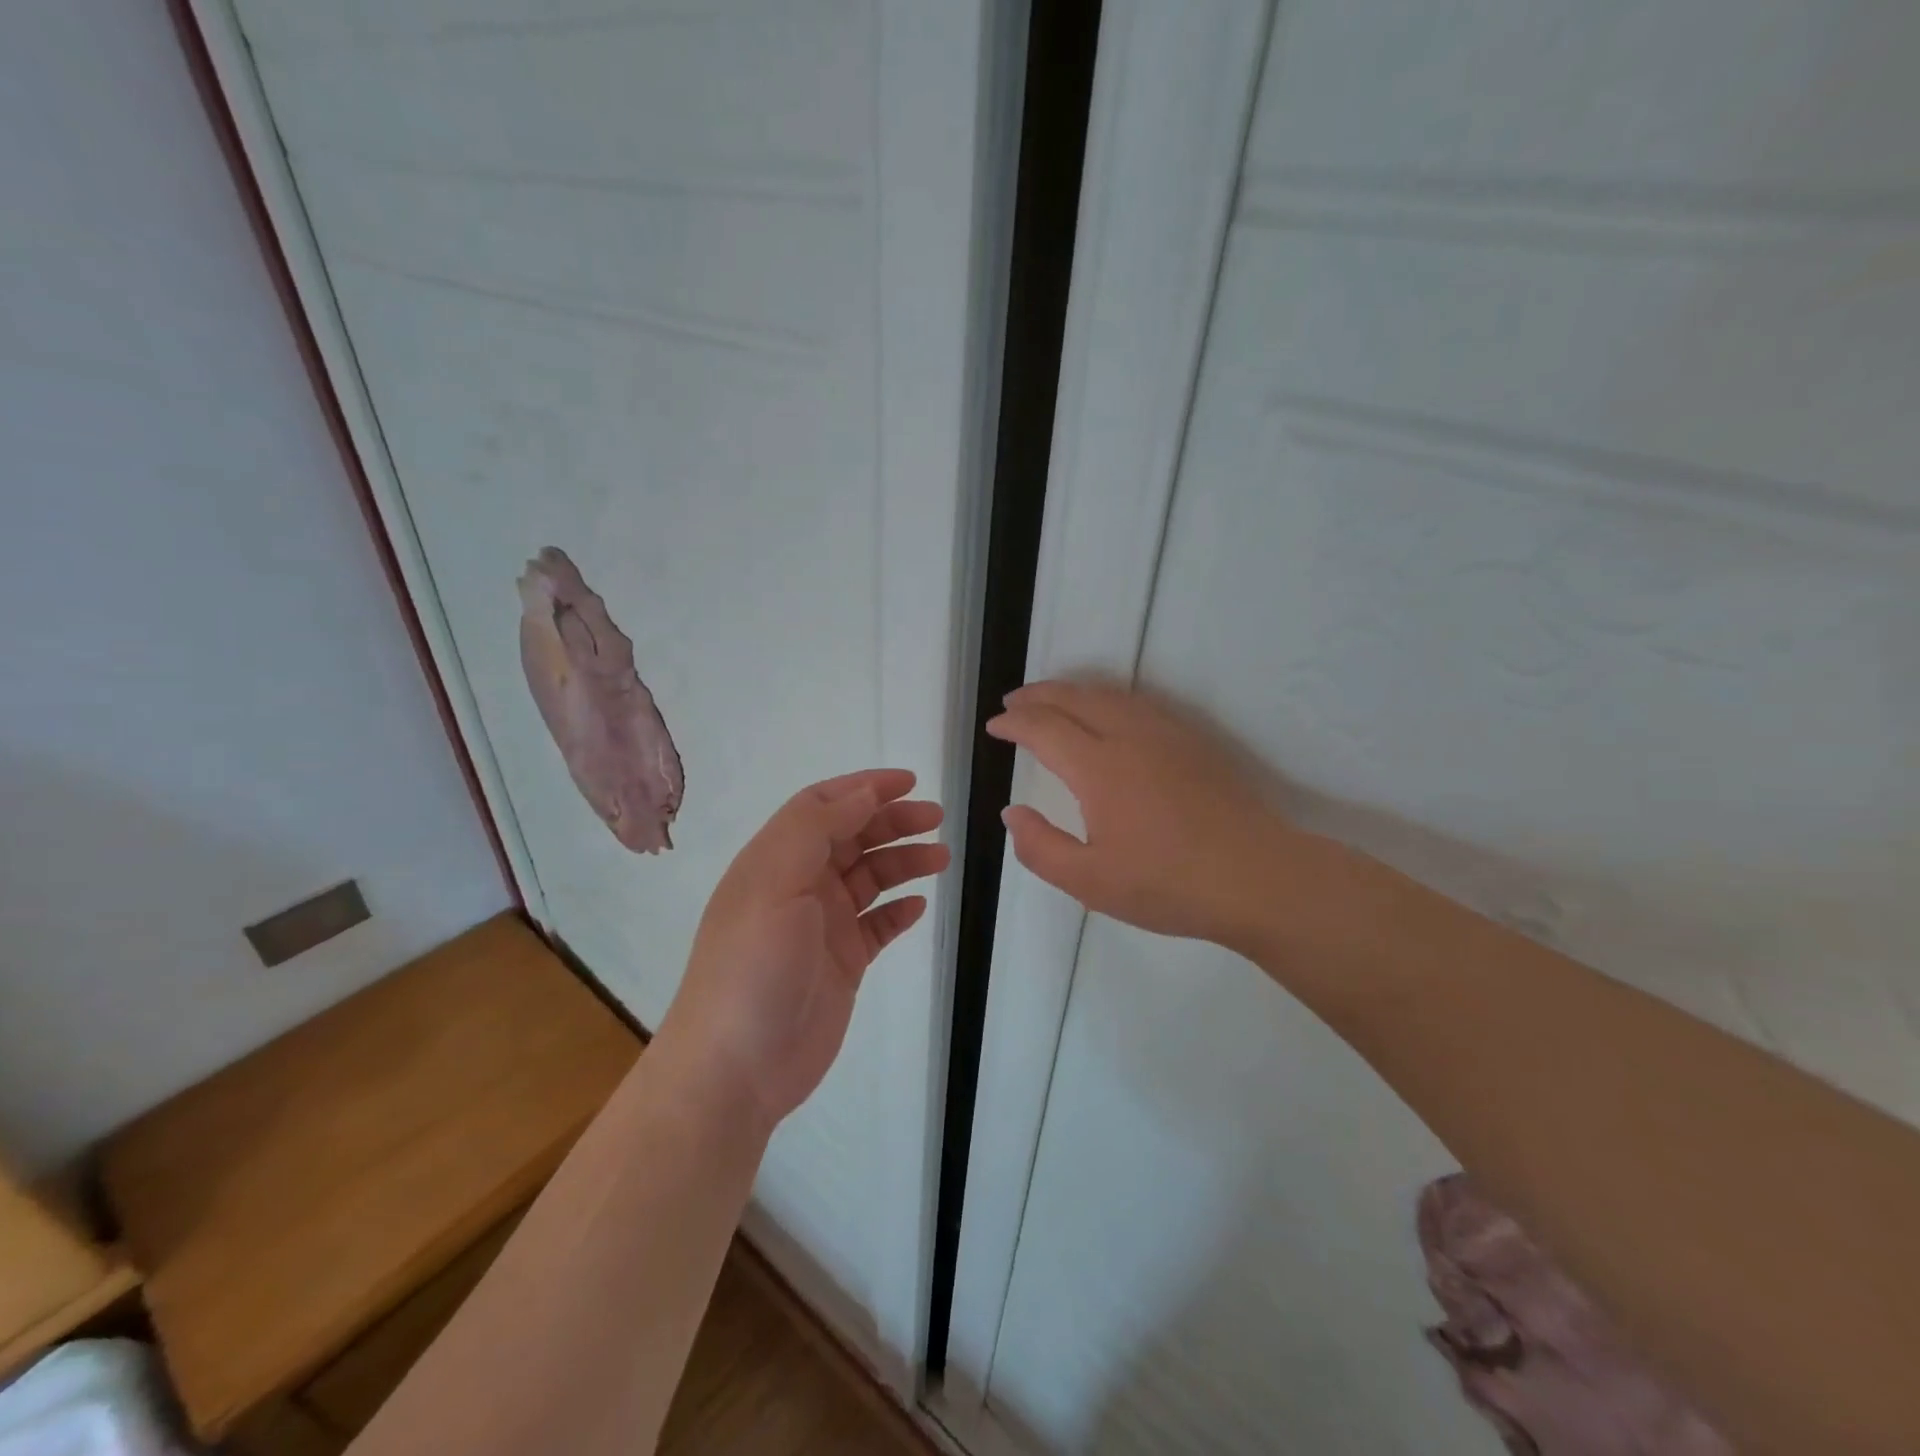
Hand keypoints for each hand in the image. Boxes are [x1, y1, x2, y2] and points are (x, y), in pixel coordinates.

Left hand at [657, 770, 948, 1131]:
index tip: (909, 782)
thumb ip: (817, 830)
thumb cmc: (752, 966)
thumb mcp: (776, 883)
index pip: (822, 806)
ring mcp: (821, 925)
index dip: (864, 787)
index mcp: (776, 859)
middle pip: (851, 837)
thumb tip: (864, 793)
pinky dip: (899, 910)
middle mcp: (799, 885)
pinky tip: (919, 905)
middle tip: (936, 819)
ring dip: (904, 861)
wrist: (736, 1068)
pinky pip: (877, 924)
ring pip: (870, 878)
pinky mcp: (842, 962)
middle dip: (893, 821)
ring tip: (941, 857)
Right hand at [987, 680, 1303, 949]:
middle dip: (1038, 695)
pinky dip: (1107, 697)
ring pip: (1110, 694)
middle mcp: (1130, 737)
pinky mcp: (1193, 742)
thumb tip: (1012, 813)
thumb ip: (1040, 847)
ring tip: (1052, 699)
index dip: (1014, 724)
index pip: (1044, 728)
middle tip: (1013, 702)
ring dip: (1073, 690)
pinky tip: (1108, 712)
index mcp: (1099, 768)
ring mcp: (1166, 734)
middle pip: (1075, 698)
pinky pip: (1139, 702)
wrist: (1258, 877)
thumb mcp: (1090, 881)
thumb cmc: (1169, 884)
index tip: (994, 726)